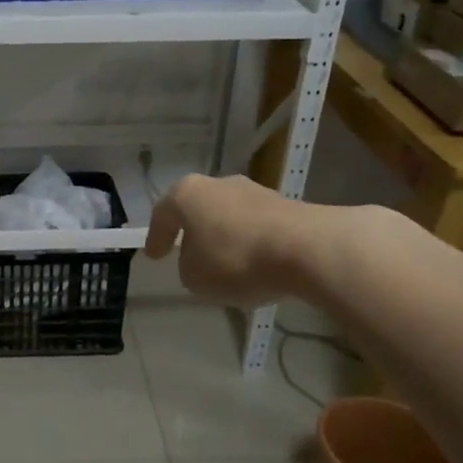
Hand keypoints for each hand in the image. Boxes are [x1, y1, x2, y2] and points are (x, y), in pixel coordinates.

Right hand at [144, 174, 330, 306]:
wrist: (307, 249)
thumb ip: (188, 268)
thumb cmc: (236, 259)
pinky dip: (251, 243)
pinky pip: (257, 226)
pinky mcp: (287, 206)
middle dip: (193, 231)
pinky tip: (255, 264)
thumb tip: (199, 261)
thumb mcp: (195, 278)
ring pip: (229, 216)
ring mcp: (256, 191)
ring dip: (225, 237)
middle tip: (188, 253)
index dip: (156, 237)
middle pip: (198, 208)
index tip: (155, 256)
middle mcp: (219, 184)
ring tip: (225, 264)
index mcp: (187, 194)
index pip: (162, 214)